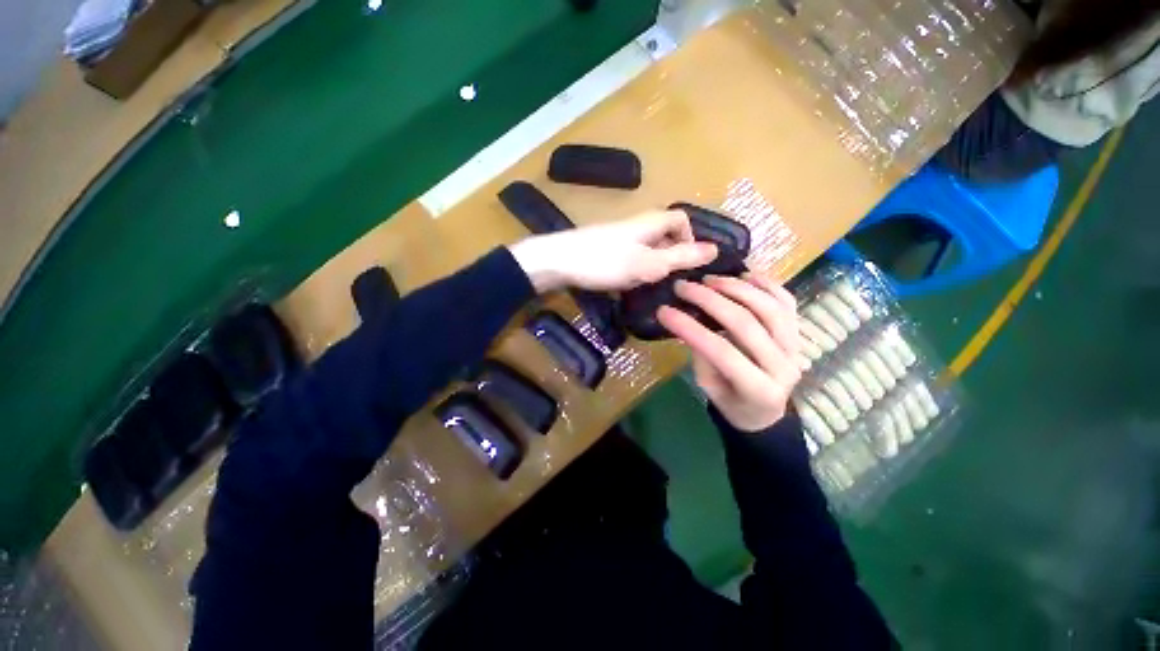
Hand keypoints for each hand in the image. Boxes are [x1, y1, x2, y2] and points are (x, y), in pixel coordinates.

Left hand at [509, 210, 717, 292]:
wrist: (559, 261)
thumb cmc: (607, 261)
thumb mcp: (650, 264)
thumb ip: (681, 257)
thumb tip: (716, 249)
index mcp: (652, 221)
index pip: (682, 219)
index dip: (691, 237)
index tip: (689, 263)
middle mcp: (638, 224)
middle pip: (665, 234)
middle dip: (673, 256)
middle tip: (672, 282)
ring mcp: (619, 236)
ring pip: (648, 248)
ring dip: (654, 265)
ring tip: (652, 287)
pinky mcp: (605, 248)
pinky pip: (631, 255)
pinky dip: (637, 269)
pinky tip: (630, 285)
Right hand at [657, 273, 801, 431]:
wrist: (766, 411)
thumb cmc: (732, 403)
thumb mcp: (709, 388)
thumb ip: (703, 356)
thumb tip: (691, 321)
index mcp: (759, 390)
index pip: (722, 351)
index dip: (691, 329)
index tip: (664, 311)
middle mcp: (784, 366)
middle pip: (746, 323)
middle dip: (709, 300)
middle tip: (683, 286)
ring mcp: (797, 347)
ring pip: (769, 307)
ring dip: (736, 287)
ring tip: (709, 279)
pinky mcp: (799, 333)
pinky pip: (787, 302)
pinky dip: (766, 283)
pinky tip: (744, 274)